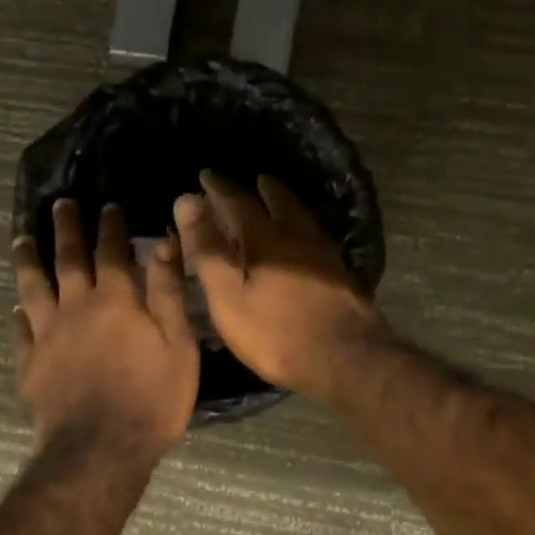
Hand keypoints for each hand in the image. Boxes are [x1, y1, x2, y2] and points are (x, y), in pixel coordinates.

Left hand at [12, 199, 198, 451]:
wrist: (101, 449)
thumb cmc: (152, 398)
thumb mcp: (178, 344)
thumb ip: (167, 292)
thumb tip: (163, 243)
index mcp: (115, 300)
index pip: (112, 252)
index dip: (111, 227)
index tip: (108, 205)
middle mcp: (75, 308)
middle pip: (67, 260)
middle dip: (66, 229)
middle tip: (60, 205)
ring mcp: (47, 336)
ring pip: (33, 288)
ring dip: (28, 260)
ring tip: (21, 239)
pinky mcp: (30, 365)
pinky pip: (20, 332)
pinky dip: (18, 316)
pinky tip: (16, 310)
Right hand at [173, 171, 387, 399]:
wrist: (347, 359)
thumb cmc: (277, 334)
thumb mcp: (229, 298)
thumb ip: (208, 250)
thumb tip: (187, 201)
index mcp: (266, 238)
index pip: (238, 202)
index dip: (219, 188)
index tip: (206, 175)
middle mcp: (299, 236)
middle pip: (280, 201)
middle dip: (262, 189)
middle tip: (253, 181)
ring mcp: (326, 254)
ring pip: (302, 217)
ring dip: (286, 204)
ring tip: (277, 200)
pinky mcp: (342, 273)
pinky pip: (316, 237)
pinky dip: (302, 228)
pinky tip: (304, 240)